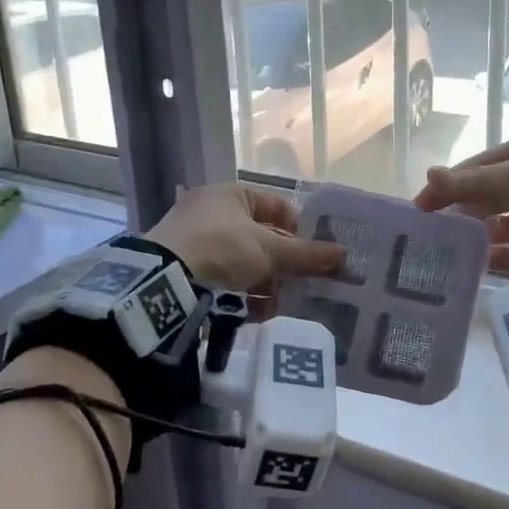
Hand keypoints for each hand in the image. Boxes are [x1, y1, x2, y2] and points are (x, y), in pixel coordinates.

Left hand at [146, 183, 343, 293]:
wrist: (163, 281)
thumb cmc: (221, 248)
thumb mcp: (269, 250)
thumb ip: (306, 254)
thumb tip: (344, 254)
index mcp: (229, 195)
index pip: (274, 205)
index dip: (297, 227)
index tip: (314, 251)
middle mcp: (211, 213)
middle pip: (260, 238)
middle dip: (282, 263)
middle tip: (303, 282)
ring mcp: (195, 242)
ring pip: (243, 263)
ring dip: (265, 283)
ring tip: (281, 303)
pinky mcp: (184, 272)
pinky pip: (224, 281)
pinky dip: (242, 296)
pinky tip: (258, 313)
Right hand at [414, 132, 508, 285]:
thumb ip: (469, 182)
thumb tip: (428, 175)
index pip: (485, 162)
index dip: (452, 180)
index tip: (422, 203)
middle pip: (497, 193)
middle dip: (466, 208)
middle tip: (434, 228)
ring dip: (484, 234)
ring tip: (452, 248)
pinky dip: (505, 257)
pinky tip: (478, 265)